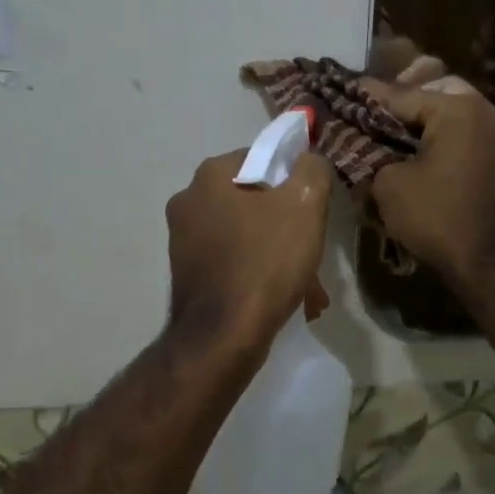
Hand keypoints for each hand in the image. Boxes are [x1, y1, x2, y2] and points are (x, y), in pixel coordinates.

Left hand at [166, 150, 332, 354]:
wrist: (224, 334)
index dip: (292, 180)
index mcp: (210, 175)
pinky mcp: (186, 273)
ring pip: (245, 235)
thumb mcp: (305, 205)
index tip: (312, 208)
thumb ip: (312, 169)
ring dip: (276, 254)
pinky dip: (257, 273)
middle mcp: (187, 200)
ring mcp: (182, 239)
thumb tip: (308, 160)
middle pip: (253, 200)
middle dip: (286, 225)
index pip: (261, 158)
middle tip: (311, 249)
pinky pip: (232, 261)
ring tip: (306, 286)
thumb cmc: (266, 260)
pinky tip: (283, 298)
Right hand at [361, 80, 494, 293]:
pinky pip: (477, 139)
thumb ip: (375, 156)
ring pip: (464, 114)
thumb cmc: (436, 218)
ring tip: (407, 132)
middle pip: (442, 92)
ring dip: (436, 119)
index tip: (352, 90)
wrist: (490, 264)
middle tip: (384, 110)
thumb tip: (371, 148)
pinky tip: (435, 155)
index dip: (374, 97)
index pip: (406, 95)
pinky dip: (454, 140)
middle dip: (412, 98)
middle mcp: (490, 114)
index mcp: (459, 110)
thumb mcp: (389, 186)